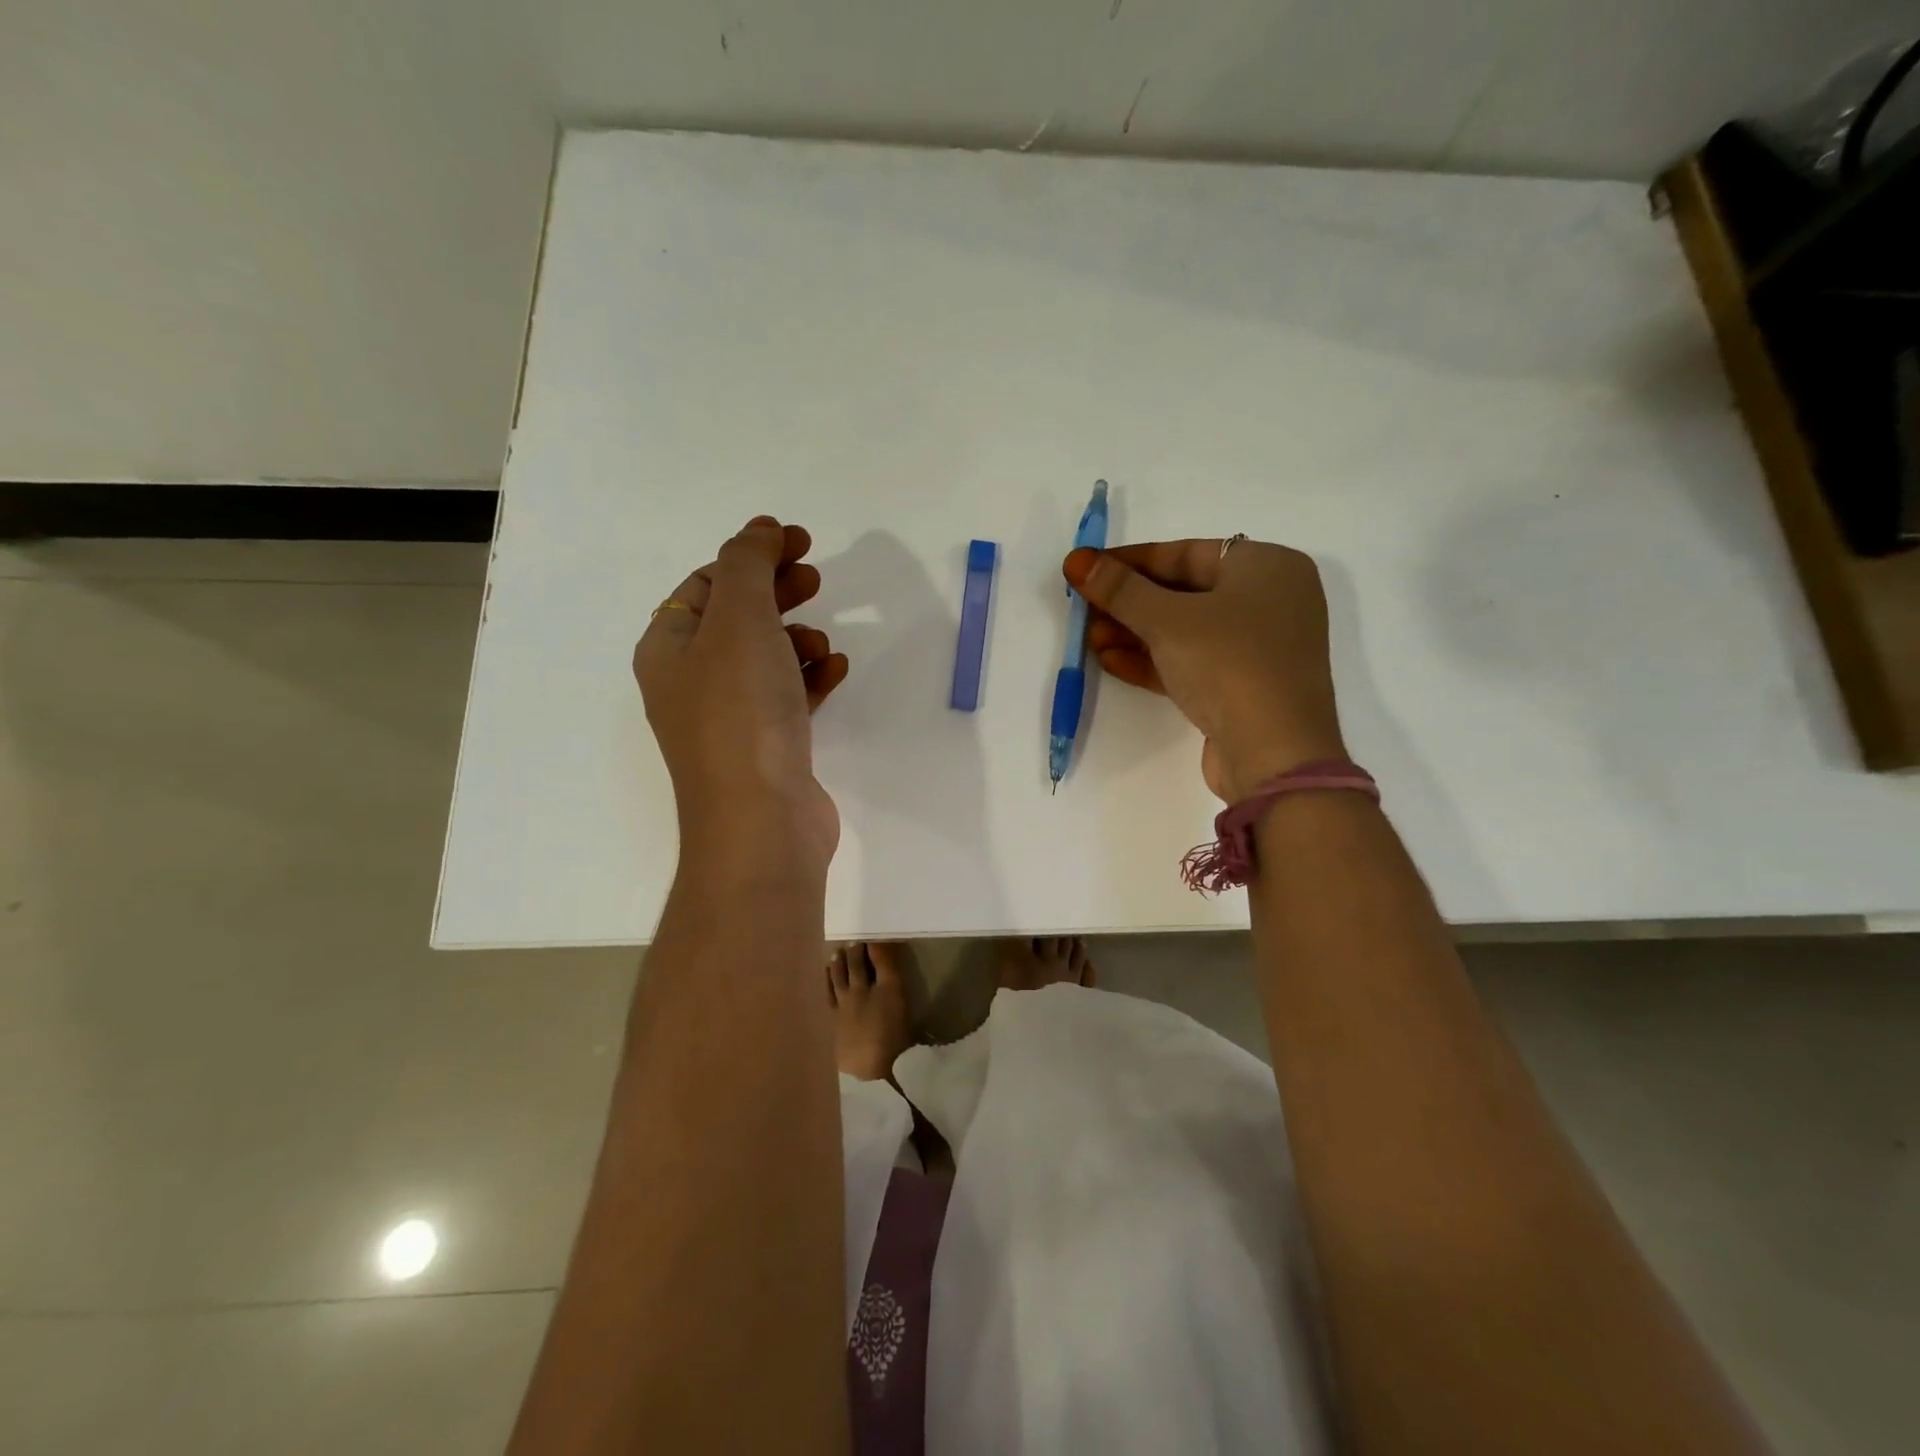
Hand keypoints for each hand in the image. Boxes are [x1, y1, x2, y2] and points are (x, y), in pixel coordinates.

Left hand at [634, 517, 849, 875]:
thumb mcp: (739, 622)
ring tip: (822, 644)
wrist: (761, 822)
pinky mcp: (766, 746)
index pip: (707, 583)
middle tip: (817, 578)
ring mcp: (729, 718)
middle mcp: (691, 681)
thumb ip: (748, 566)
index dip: (752, 555)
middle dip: (777, 592)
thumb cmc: (741, 713)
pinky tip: (834, 673)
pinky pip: (787, 696)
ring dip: (796, 639)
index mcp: (669, 647)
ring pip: (765, 658)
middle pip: (737, 618)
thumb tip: (758, 531)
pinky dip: (810, 678)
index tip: (800, 541)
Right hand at [1064, 538, 1344, 800]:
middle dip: (1129, 603)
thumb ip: (1120, 589)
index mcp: (1267, 566)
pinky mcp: (1243, 687)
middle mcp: (1269, 601)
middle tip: (1083, 609)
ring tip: (1089, 638)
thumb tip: (1076, 561)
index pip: (1185, 553)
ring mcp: (1258, 648)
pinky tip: (1110, 661)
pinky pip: (1192, 662)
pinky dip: (1153, 660)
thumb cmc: (1229, 664)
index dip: (1130, 561)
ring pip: (1185, 631)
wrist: (1274, 755)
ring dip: (1134, 634)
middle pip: (1183, 592)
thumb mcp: (1168, 620)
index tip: (1086, 569)